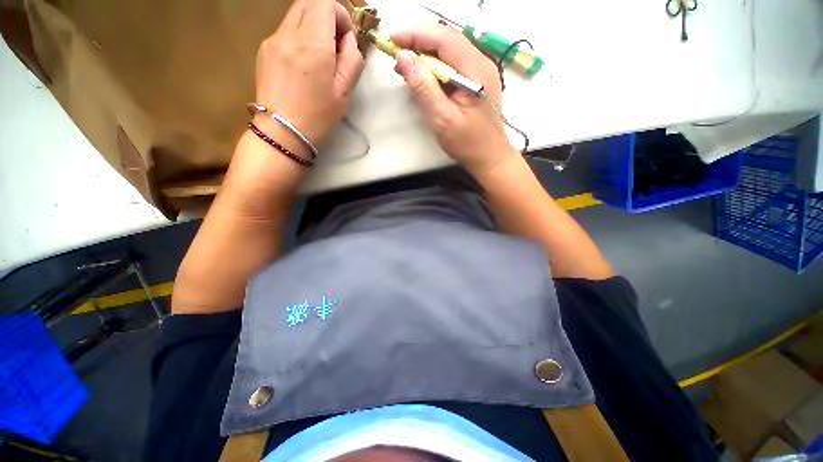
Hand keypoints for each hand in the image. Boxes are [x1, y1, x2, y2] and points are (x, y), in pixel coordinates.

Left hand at [254, 0, 364, 153]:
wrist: (282, 132)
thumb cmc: (319, 116)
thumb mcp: (345, 91)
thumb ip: (352, 59)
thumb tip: (348, 40)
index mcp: (313, 43)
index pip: (325, 3)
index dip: (340, 14)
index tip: (346, 38)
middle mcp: (289, 33)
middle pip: (307, 2)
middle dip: (325, 15)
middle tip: (334, 43)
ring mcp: (272, 40)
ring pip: (294, 15)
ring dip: (311, 25)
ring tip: (319, 56)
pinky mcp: (263, 50)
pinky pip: (284, 31)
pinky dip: (298, 37)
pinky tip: (302, 64)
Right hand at [391, 25, 517, 175]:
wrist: (490, 157)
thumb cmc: (467, 143)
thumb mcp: (442, 119)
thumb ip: (423, 87)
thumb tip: (404, 57)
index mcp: (475, 70)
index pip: (444, 38)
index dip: (416, 34)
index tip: (393, 39)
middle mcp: (481, 63)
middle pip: (447, 40)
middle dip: (419, 42)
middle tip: (396, 52)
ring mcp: (481, 71)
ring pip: (450, 51)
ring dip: (426, 55)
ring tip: (405, 66)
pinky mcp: (477, 81)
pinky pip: (454, 65)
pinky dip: (436, 67)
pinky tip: (423, 76)